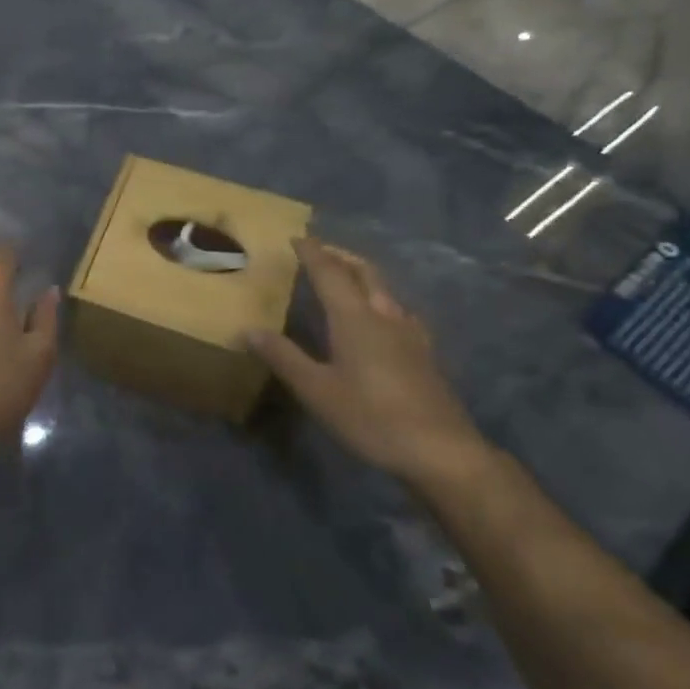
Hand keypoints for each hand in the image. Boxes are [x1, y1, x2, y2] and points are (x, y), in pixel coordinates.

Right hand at [246, 238, 488, 485]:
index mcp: (355, 318)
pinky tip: (379, 318)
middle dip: (340, 256)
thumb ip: (283, 357)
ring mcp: (410, 334)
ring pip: (384, 290)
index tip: (297, 237)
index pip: (330, 273)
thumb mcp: (317, 390)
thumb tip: (248, 330)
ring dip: (361, 275)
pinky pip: (397, 310)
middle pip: (364, 272)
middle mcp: (384, 316)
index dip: (312, 253)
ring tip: (344, 278)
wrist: (441, 451)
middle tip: (320, 251)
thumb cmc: (371, 417)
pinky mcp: (424, 353)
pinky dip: (379, 299)